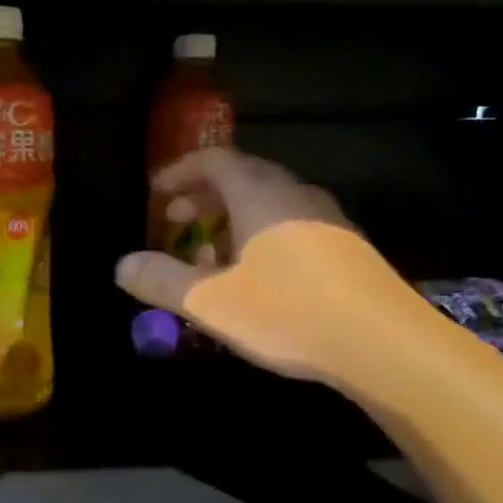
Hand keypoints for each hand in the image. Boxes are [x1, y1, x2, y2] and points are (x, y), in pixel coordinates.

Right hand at [116, 148, 415, 385]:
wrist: (382, 342)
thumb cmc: (287, 313)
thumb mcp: (210, 301)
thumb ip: (161, 280)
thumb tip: (121, 265)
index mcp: (259, 195)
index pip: (214, 160)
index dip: (180, 172)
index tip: (156, 193)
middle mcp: (294, 195)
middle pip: (242, 177)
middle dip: (203, 196)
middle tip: (176, 222)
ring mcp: (327, 219)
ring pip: (268, 203)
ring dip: (232, 219)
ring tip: (210, 254)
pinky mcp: (346, 247)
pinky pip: (292, 225)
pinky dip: (261, 235)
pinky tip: (258, 276)